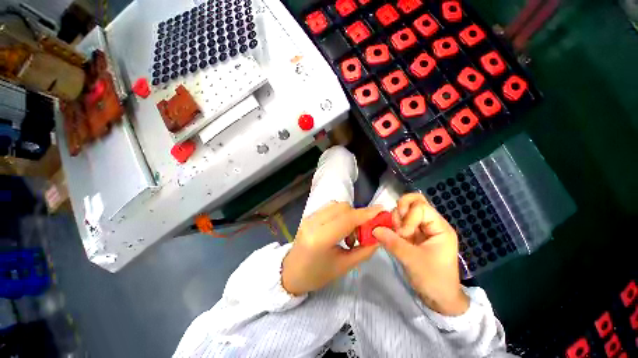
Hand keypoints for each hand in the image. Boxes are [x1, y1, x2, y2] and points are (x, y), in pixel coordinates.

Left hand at [282, 202, 382, 295]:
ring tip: (349, 234)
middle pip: (343, 208)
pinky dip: (340, 214)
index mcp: (320, 238)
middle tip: (362, 233)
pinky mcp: (309, 215)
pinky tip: (340, 229)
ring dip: (349, 215)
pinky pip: (330, 208)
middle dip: (358, 216)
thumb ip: (364, 250)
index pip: (347, 219)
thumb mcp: (343, 267)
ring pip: (336, 205)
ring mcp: (309, 217)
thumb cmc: (316, 275)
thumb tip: (379, 237)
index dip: (366, 214)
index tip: (382, 211)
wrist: (291, 273)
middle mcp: (313, 223)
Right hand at [373, 193, 468, 315]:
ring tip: (395, 236)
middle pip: (414, 203)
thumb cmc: (433, 279)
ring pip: (404, 211)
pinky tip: (392, 236)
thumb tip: (374, 228)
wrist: (439, 299)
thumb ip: (393, 242)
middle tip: (397, 227)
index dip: (408, 217)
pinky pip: (400, 222)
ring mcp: (421, 229)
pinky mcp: (413, 235)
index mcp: (439, 227)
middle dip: (401, 212)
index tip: (403, 234)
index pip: (421, 207)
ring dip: (396, 220)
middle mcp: (431, 224)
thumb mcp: (413, 261)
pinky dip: (393, 226)